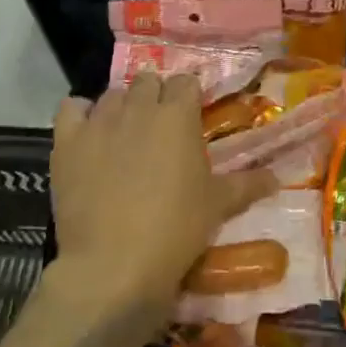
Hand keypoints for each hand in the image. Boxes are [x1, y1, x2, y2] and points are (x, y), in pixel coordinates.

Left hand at [48, 73, 274, 324]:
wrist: (114, 265)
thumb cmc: (176, 230)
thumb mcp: (218, 206)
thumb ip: (248, 184)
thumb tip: (278, 177)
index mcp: (178, 115)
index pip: (186, 81)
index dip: (189, 96)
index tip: (190, 116)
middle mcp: (140, 107)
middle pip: (148, 80)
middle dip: (155, 96)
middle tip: (159, 127)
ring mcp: (100, 121)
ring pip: (112, 94)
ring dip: (121, 106)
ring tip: (124, 134)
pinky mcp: (67, 141)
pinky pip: (71, 108)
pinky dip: (79, 114)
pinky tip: (87, 133)